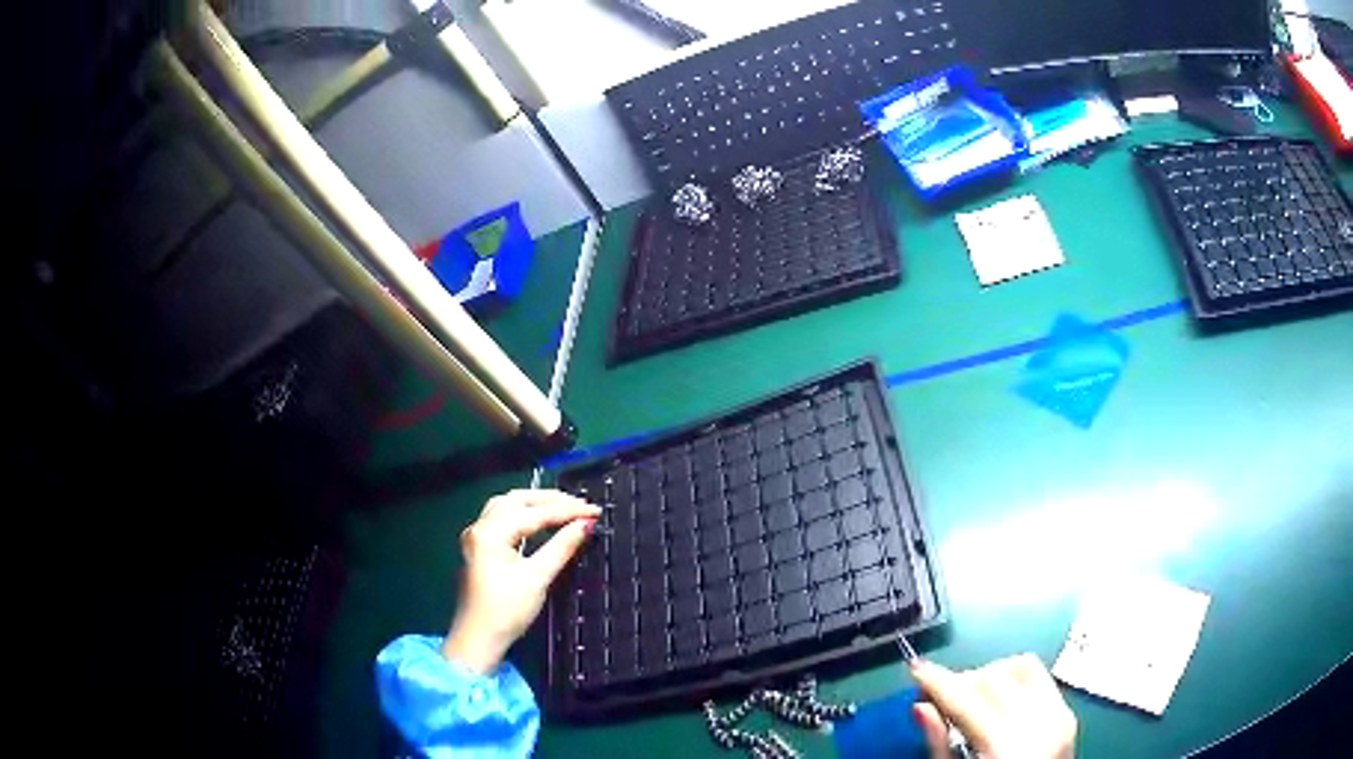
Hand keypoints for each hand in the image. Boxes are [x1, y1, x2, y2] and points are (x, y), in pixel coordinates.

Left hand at [442, 489, 599, 672]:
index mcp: (490, 532)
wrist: (478, 639)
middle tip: (581, 505)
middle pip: (517, 500)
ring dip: (536, 504)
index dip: (567, 510)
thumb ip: (561, 547)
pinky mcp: (480, 547)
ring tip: (564, 507)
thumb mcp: (537, 578)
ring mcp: (477, 536)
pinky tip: (541, 520)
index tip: (595, 511)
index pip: (534, 513)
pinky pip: (503, 519)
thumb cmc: (506, 611)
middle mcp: (480, 527)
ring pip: (508, 506)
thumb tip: (585, 525)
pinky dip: (525, 515)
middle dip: (550, 500)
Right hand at [911, 654, 1076, 758]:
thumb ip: (940, 746)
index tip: (916, 668)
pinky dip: (1015, 682)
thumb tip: (920, 707)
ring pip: (1023, 667)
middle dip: (963, 680)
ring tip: (971, 698)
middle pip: (995, 677)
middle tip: (938, 695)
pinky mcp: (1067, 715)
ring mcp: (1060, 715)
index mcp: (1007, 745)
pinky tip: (998, 703)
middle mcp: (1040, 722)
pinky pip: (1040, 680)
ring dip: (992, 675)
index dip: (938, 681)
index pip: (967, 699)